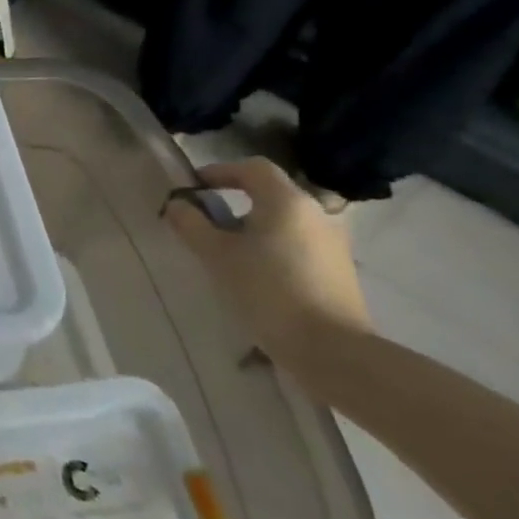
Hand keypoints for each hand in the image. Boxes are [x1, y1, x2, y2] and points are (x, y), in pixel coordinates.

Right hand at [163, 157, 372, 367]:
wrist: (332, 350)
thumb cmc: (267, 290)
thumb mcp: (216, 255)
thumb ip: (191, 224)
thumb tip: (178, 204)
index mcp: (287, 201)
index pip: (252, 168)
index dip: (220, 171)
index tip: (194, 188)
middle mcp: (316, 213)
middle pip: (270, 194)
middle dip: (235, 202)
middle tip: (207, 223)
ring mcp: (333, 243)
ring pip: (285, 221)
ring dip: (255, 228)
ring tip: (229, 253)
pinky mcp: (339, 271)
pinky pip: (298, 244)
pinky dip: (274, 248)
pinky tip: (258, 275)